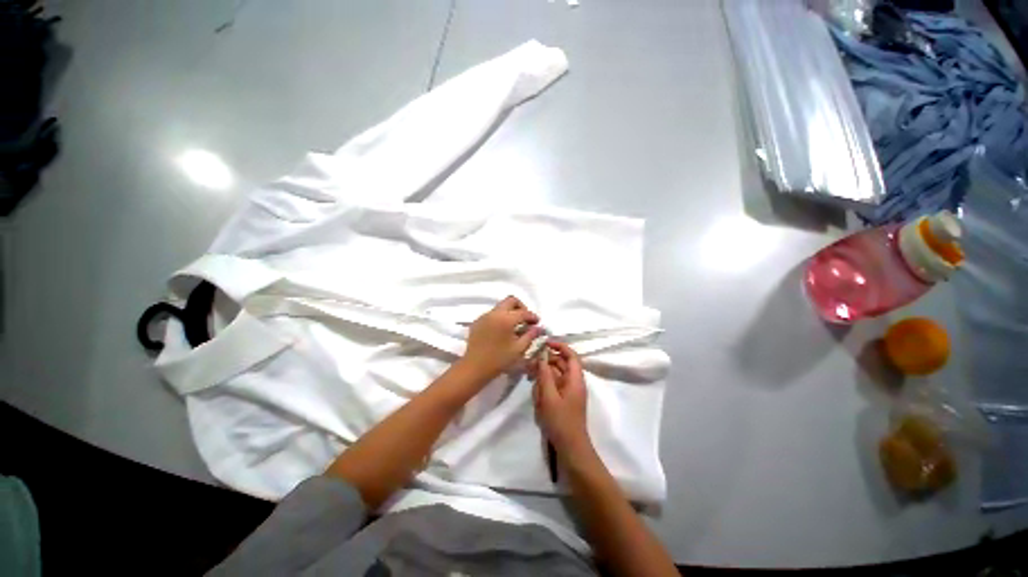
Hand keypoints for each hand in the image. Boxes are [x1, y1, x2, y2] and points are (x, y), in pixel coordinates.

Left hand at [458, 296, 541, 383]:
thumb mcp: (519, 349)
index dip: (532, 316)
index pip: (523, 312)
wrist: (474, 368)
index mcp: (506, 319)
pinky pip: (491, 314)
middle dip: (521, 307)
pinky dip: (500, 317)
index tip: (537, 323)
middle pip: (511, 300)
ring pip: (500, 306)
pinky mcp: (477, 322)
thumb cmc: (499, 360)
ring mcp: (484, 316)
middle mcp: (494, 313)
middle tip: (525, 319)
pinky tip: (502, 330)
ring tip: (514, 326)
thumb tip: (539, 328)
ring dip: (510, 312)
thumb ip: (530, 336)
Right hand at [532, 342, 591, 453]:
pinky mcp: (563, 400)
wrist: (570, 448)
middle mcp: (574, 382)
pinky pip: (553, 387)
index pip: (571, 355)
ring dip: (543, 375)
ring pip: (555, 375)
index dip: (560, 346)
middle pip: (561, 364)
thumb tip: (541, 357)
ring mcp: (569, 391)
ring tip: (531, 379)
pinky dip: (545, 386)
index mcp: (575, 379)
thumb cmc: (561, 421)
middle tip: (530, 364)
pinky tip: (537, 395)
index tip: (545, 343)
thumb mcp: (549, 397)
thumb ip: (544, 375)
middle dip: (546, 362)